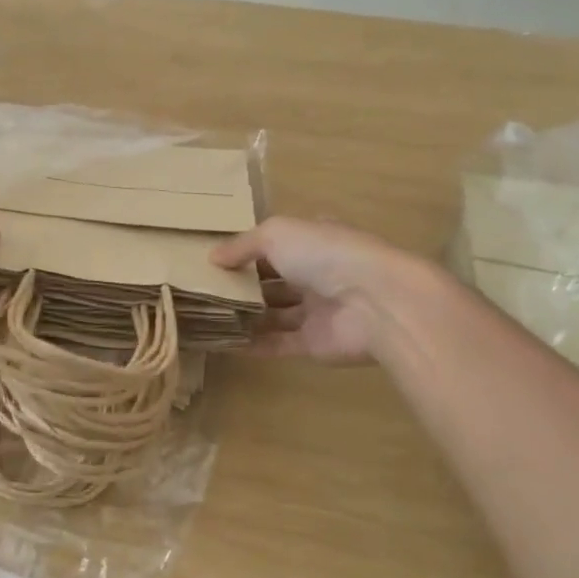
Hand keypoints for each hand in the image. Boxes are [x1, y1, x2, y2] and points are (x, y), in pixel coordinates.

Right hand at [212, 217, 424, 363]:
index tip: (215, 258)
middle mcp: (318, 273)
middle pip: (274, 279)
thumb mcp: (277, 234)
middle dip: (242, 284)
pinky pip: (277, 343)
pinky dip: (252, 344)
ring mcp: (318, 310)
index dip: (248, 249)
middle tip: (202, 289)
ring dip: (244, 315)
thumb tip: (213, 257)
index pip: (278, 243)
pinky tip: (221, 342)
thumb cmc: (325, 255)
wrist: (376, 304)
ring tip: (206, 316)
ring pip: (274, 313)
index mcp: (314, 241)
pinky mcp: (314, 343)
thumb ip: (242, 245)